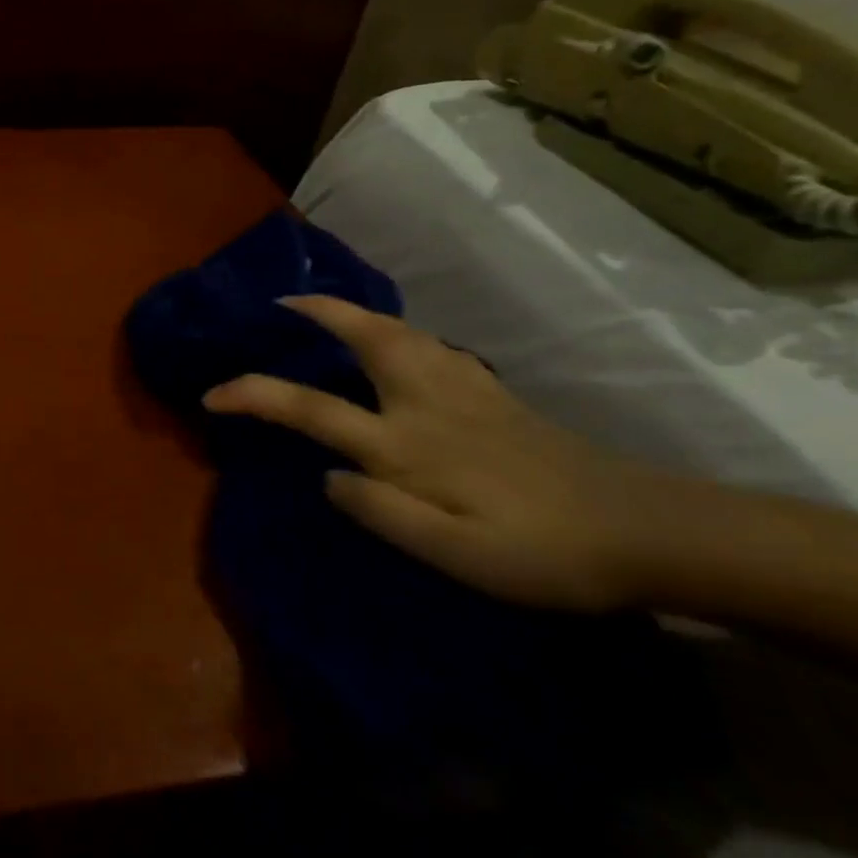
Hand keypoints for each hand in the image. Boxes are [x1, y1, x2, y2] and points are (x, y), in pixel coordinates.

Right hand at [202, 297, 715, 612]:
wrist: (646, 532)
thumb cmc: (542, 551)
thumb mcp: (454, 554)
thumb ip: (380, 510)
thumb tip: (327, 476)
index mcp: (406, 442)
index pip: (312, 408)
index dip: (255, 394)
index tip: (212, 395)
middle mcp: (426, 401)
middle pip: (364, 336)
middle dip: (318, 312)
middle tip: (283, 302)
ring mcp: (463, 390)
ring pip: (399, 332)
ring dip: (355, 314)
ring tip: (329, 313)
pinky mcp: (492, 393)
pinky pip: (429, 344)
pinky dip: (396, 331)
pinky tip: (400, 343)